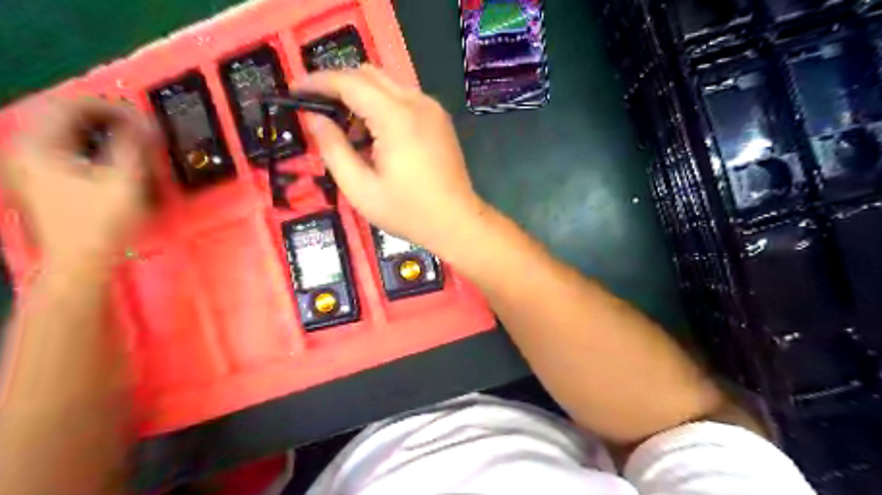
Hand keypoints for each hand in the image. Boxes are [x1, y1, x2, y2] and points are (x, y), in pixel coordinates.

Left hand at [0, 96, 153, 264]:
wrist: (79, 260)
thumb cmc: (101, 221)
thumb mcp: (124, 180)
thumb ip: (134, 145)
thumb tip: (145, 122)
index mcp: (39, 144)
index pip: (70, 105)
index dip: (109, 106)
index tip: (140, 116)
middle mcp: (24, 149)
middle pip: (61, 115)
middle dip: (101, 115)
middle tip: (133, 124)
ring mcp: (27, 166)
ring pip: (60, 132)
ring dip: (94, 129)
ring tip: (124, 138)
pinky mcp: (37, 181)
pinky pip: (60, 148)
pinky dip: (85, 145)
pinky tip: (105, 156)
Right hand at [300, 66, 484, 254]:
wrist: (457, 221)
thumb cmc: (408, 212)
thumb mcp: (361, 189)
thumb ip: (333, 149)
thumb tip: (315, 119)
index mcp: (396, 117)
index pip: (349, 81)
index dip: (318, 81)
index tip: (295, 91)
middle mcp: (417, 102)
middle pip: (369, 74)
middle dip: (339, 85)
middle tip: (319, 111)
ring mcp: (432, 109)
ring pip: (387, 84)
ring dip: (361, 97)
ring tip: (348, 132)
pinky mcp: (439, 119)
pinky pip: (404, 98)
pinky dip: (382, 106)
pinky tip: (375, 136)